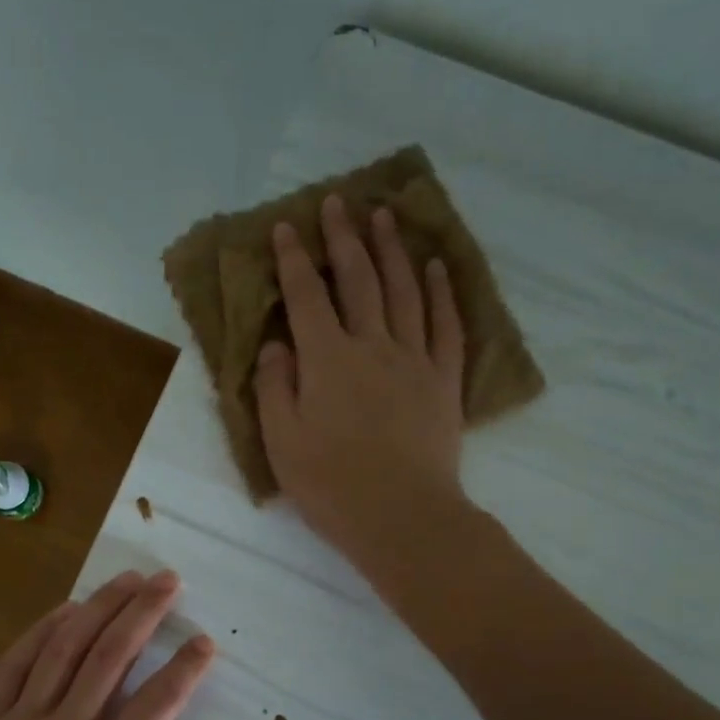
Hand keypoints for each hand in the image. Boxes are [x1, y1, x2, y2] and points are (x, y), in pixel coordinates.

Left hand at [0, 570, 213, 719]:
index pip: (154, 706)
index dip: (185, 669)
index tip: (205, 641)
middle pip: (110, 657)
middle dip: (143, 613)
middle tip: (168, 581)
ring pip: (64, 648)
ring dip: (99, 608)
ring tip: (128, 579)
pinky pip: (16, 662)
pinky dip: (43, 630)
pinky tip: (68, 608)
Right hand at [256, 193, 468, 569]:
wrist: (402, 516)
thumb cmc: (331, 485)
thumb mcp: (282, 442)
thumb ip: (273, 387)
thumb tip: (275, 345)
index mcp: (327, 360)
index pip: (306, 297)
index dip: (293, 260)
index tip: (286, 227)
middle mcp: (372, 346)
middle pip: (358, 280)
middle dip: (344, 238)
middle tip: (338, 202)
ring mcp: (414, 360)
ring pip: (404, 291)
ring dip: (392, 250)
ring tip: (385, 216)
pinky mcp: (444, 381)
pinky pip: (445, 325)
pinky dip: (440, 292)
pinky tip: (435, 267)